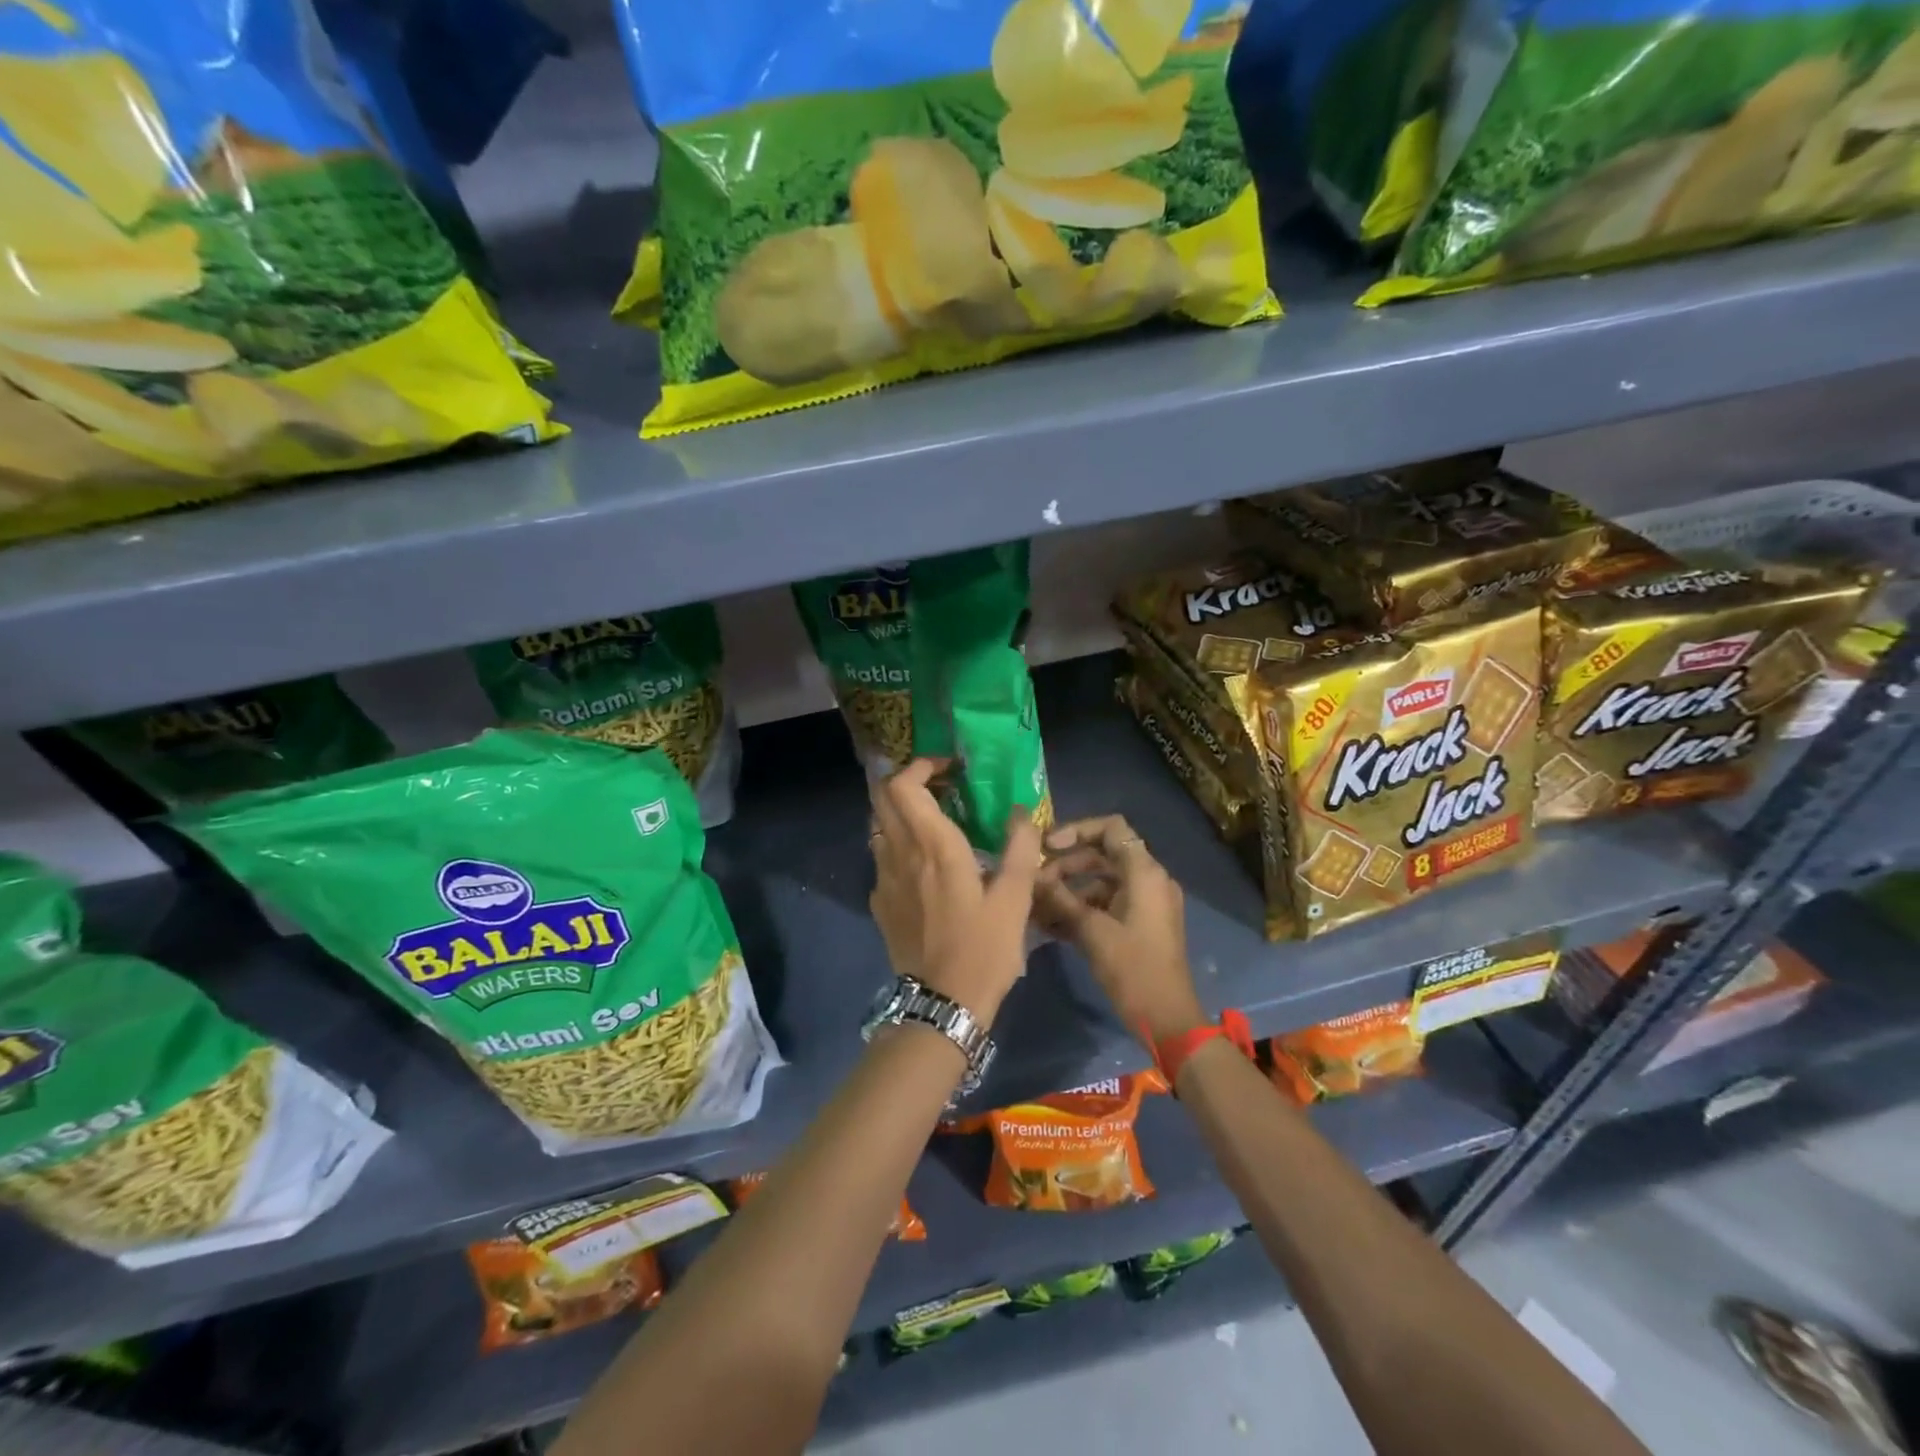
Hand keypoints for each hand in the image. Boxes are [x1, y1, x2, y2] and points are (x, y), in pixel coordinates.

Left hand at [868, 759, 1042, 1023]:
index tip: (949, 769)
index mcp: (933, 846)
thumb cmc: (983, 948)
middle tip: (943, 788)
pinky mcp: (880, 902)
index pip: (903, 785)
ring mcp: (883, 879)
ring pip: (880, 826)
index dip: (920, 766)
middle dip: (909, 782)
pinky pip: (882, 857)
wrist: (942, 1003)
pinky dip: (899, 844)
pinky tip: (925, 866)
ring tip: (935, 822)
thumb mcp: (1015, 898)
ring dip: (902, 813)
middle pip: (882, 798)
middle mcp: (899, 854)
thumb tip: (1021, 812)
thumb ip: (1020, 848)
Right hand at [1036, 814, 1203, 1045]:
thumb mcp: (1091, 931)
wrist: (1168, 1019)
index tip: (1048, 846)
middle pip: (1103, 854)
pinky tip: (1051, 925)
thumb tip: (1030, 876)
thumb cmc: (1132, 968)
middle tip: (1036, 880)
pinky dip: (1083, 908)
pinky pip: (1108, 904)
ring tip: (1037, 906)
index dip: (1077, 830)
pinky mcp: (1141, 925)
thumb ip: (1059, 898)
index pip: (1111, 828)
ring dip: (1070, 890)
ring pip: (1103, 881)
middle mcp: (1149, 880)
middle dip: (1067, 864)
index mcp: (1144, 872)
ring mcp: (1146, 903)